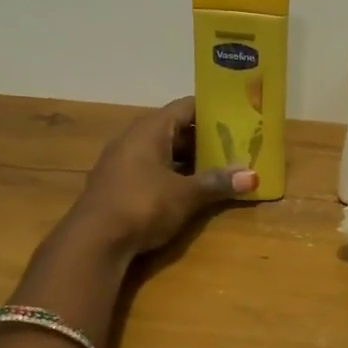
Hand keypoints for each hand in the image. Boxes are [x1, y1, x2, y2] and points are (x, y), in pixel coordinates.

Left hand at [69, 98, 256, 256]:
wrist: (94, 240)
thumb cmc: (143, 204)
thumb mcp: (186, 195)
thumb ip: (217, 182)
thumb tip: (252, 176)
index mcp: (150, 129)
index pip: (185, 107)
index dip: (211, 110)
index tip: (237, 116)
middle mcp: (133, 138)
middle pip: (174, 129)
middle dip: (203, 138)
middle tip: (234, 145)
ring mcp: (121, 162)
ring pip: (161, 151)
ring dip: (187, 159)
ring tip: (218, 168)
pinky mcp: (116, 185)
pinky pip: (150, 170)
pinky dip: (171, 174)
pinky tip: (188, 189)